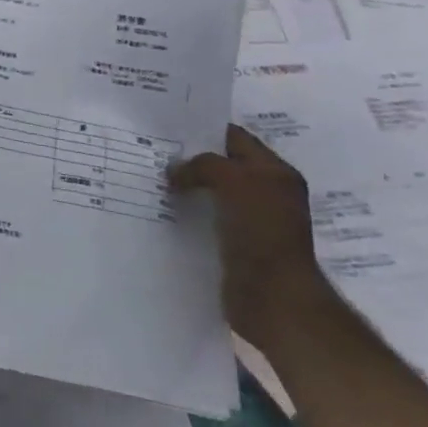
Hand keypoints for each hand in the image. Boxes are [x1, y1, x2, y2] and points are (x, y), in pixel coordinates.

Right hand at [168, 124, 331, 347]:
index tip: (167, 128)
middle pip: (222, 165)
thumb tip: (174, 170)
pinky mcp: (235, 246)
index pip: (236, 138)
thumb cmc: (261, 232)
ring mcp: (251, 222)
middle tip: (153, 153)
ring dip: (187, 188)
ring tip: (151, 181)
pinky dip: (187, 214)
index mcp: (275, 172)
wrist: (273, 298)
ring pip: (211, 194)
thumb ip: (203, 165)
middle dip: (191, 160)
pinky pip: (206, 220)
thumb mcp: (234, 181)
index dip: (204, 130)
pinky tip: (162, 211)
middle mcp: (266, 193)